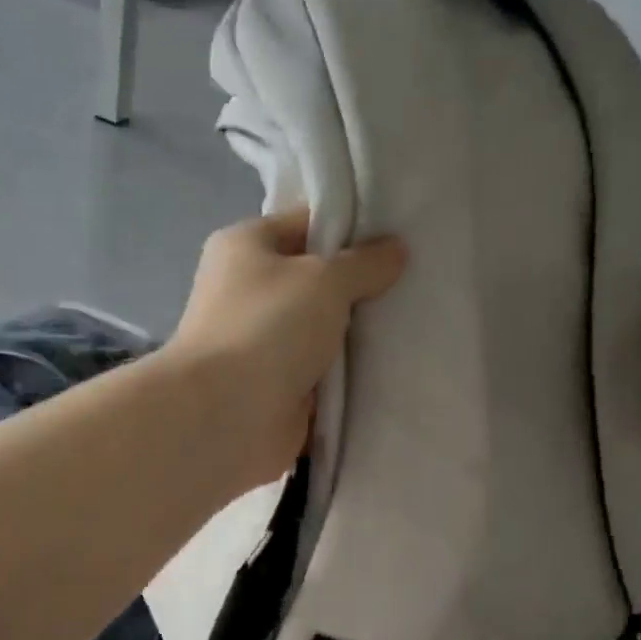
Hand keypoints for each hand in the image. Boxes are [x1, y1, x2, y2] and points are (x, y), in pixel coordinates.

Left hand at [165, 210, 407, 491]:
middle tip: (416, 287)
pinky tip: (394, 370)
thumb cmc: (266, 328)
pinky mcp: (278, 387)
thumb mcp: (323, 279)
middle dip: (362, 287)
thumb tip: (395, 250)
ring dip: (359, 337)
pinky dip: (350, 378)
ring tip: (414, 328)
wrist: (225, 417)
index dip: (354, 228)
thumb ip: (364, 263)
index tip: (402, 240)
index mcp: (246, 247)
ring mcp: (262, 343)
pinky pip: (324, 374)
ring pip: (324, 331)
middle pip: (318, 280)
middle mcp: (249, 291)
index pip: (307, 223)